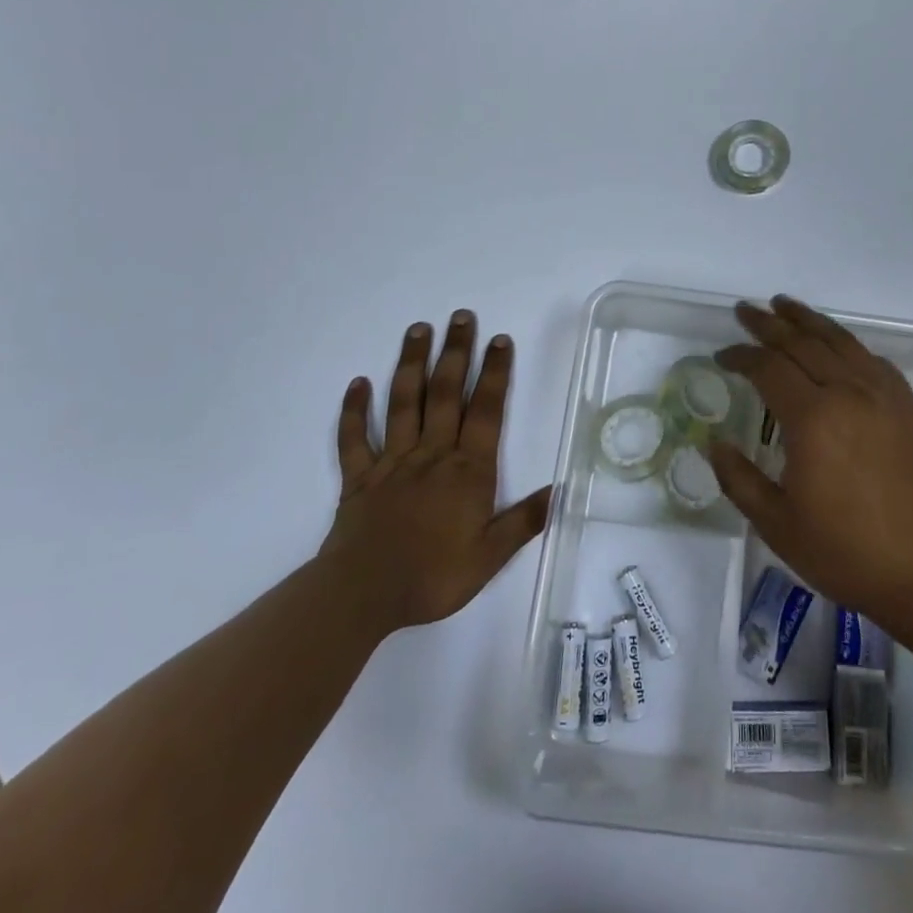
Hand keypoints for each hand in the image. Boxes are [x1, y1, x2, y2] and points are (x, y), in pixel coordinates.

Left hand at [320, 310, 551, 630]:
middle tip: (460, 316)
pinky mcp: (359, 478)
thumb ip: (523, 521)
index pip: (486, 411)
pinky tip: (358, 383)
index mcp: (467, 470)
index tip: (499, 339)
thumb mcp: (489, 557)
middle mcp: (432, 454)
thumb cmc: (432, 576)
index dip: (494, 373)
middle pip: (445, 394)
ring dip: (412, 364)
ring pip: (403, 404)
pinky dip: (354, 410)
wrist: (362, 596)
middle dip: (455, 352)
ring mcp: (392, 462)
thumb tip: (559, 490)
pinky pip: (354, 438)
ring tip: (418, 329)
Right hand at [708, 297, 912, 631]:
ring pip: (839, 341)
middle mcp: (848, 392)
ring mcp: (884, 395)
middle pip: (802, 342)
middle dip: (769, 324)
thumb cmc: (848, 553)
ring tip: (784, 305)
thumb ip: (739, 479)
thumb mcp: (778, 525)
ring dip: (807, 320)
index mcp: (812, 418)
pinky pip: (871, 359)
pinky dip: (846, 343)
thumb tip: (713, 443)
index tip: (722, 356)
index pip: (767, 367)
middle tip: (745, 310)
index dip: (740, 356)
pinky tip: (837, 344)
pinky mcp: (908, 405)